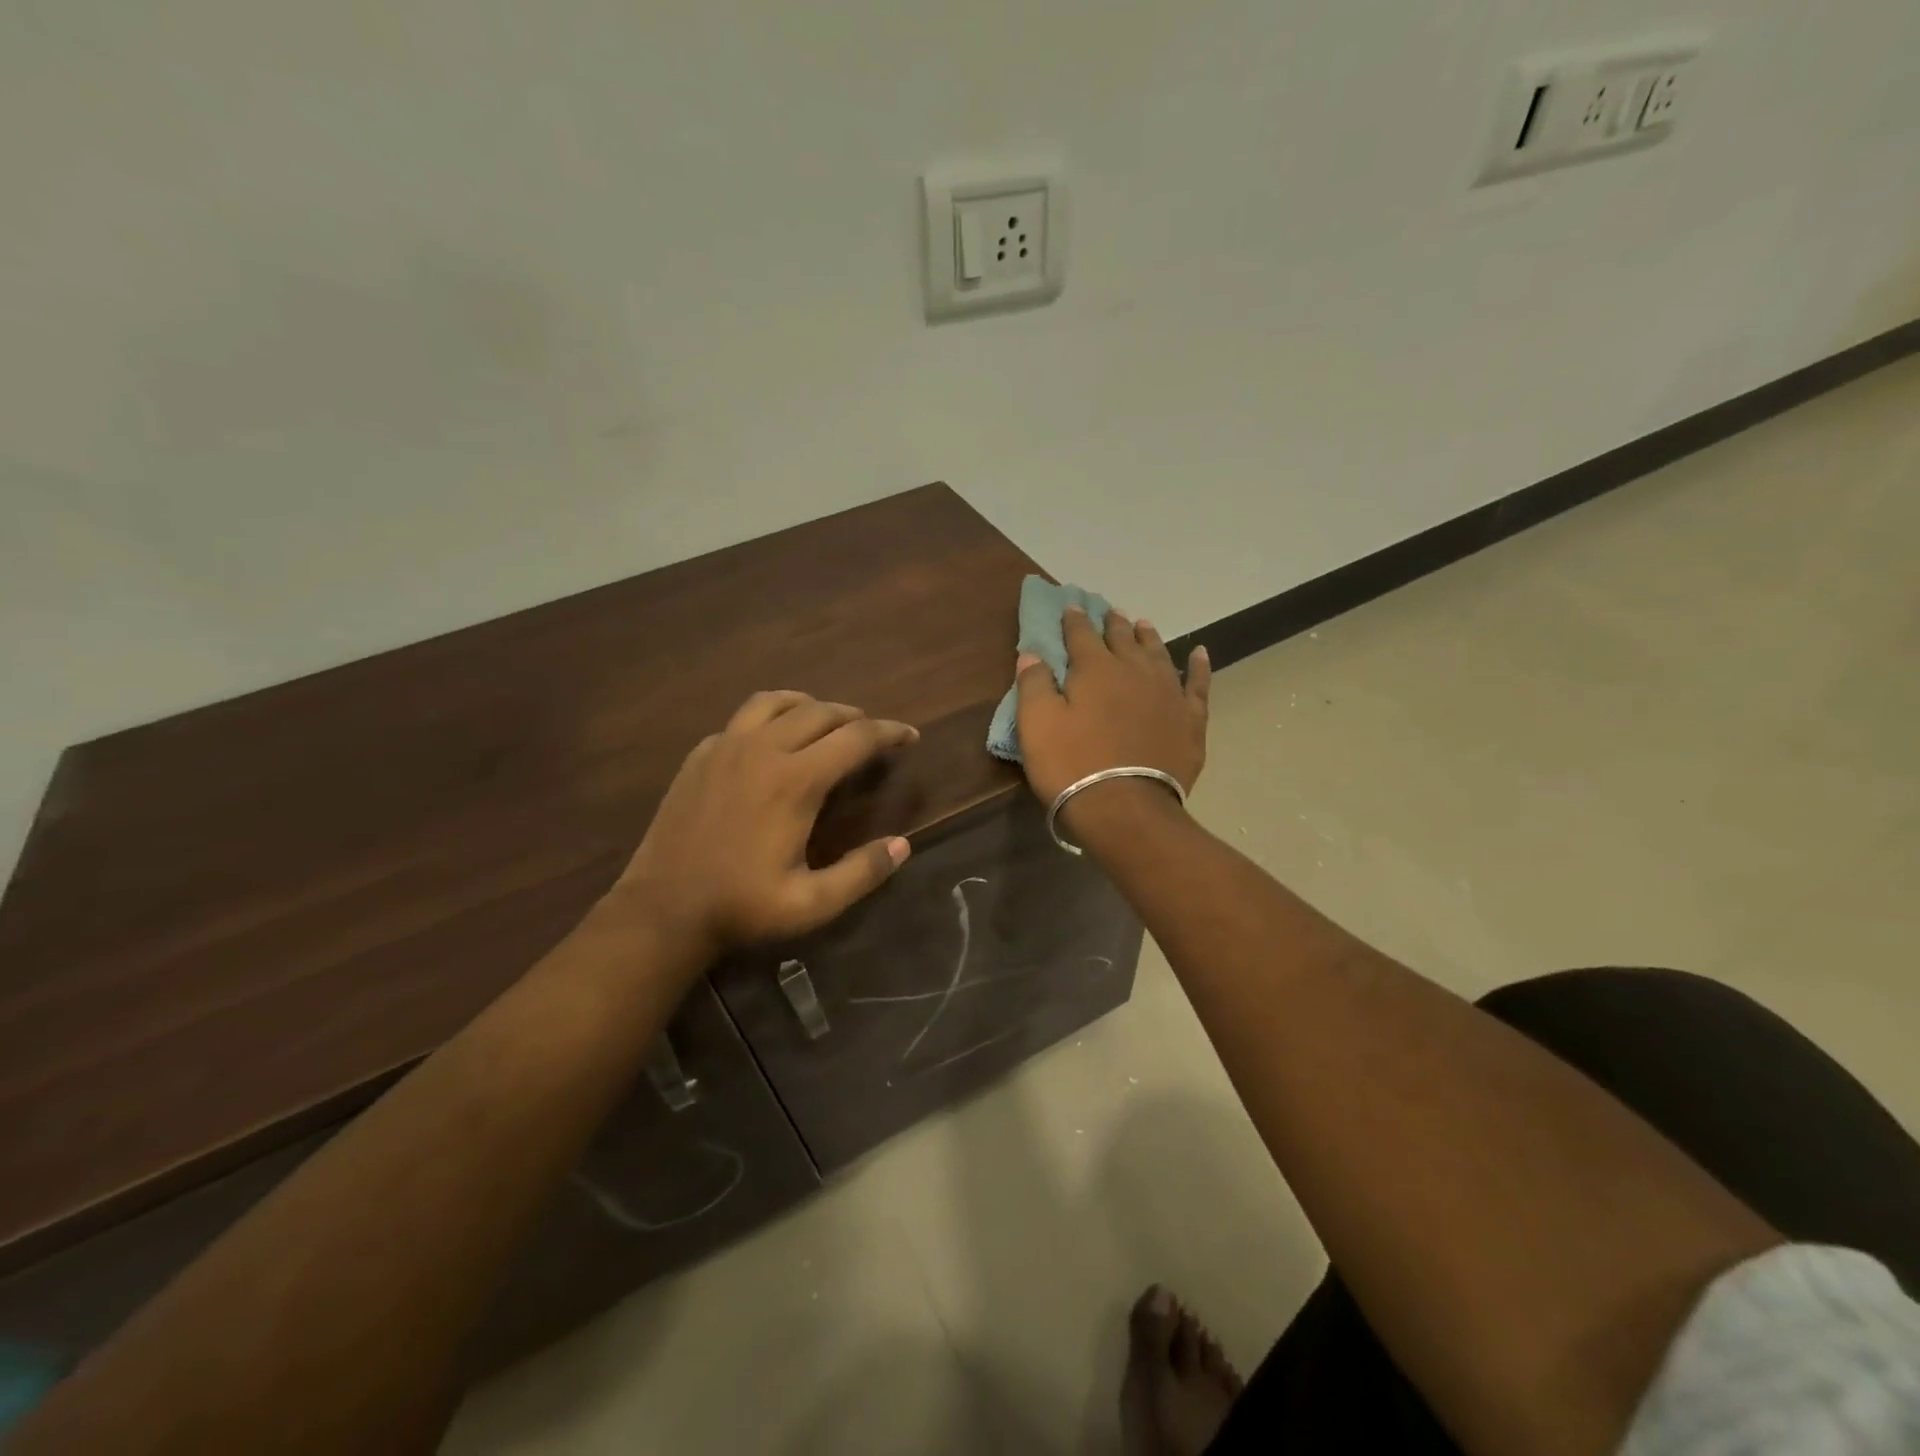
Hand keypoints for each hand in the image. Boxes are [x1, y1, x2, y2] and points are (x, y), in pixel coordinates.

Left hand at [607, 692, 916, 961]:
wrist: (662, 909)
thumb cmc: (741, 908)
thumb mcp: (812, 904)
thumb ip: (862, 873)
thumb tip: (902, 845)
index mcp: (796, 781)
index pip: (856, 738)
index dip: (889, 732)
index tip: (910, 736)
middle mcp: (763, 750)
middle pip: (820, 711)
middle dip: (855, 717)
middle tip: (873, 735)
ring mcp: (725, 747)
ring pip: (776, 701)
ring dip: (810, 706)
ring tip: (826, 722)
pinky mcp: (700, 755)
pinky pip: (743, 719)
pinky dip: (770, 718)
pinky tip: (772, 741)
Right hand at [1014, 606, 1210, 817]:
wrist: (1125, 808)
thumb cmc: (1072, 766)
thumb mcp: (1036, 725)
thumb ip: (1033, 684)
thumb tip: (1032, 654)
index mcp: (1095, 668)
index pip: (1082, 634)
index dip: (1074, 620)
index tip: (1071, 607)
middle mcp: (1134, 670)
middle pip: (1122, 638)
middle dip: (1112, 623)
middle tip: (1109, 611)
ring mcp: (1167, 693)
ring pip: (1158, 653)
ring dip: (1148, 637)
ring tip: (1142, 624)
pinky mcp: (1191, 719)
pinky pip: (1198, 684)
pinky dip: (1199, 666)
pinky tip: (1200, 653)